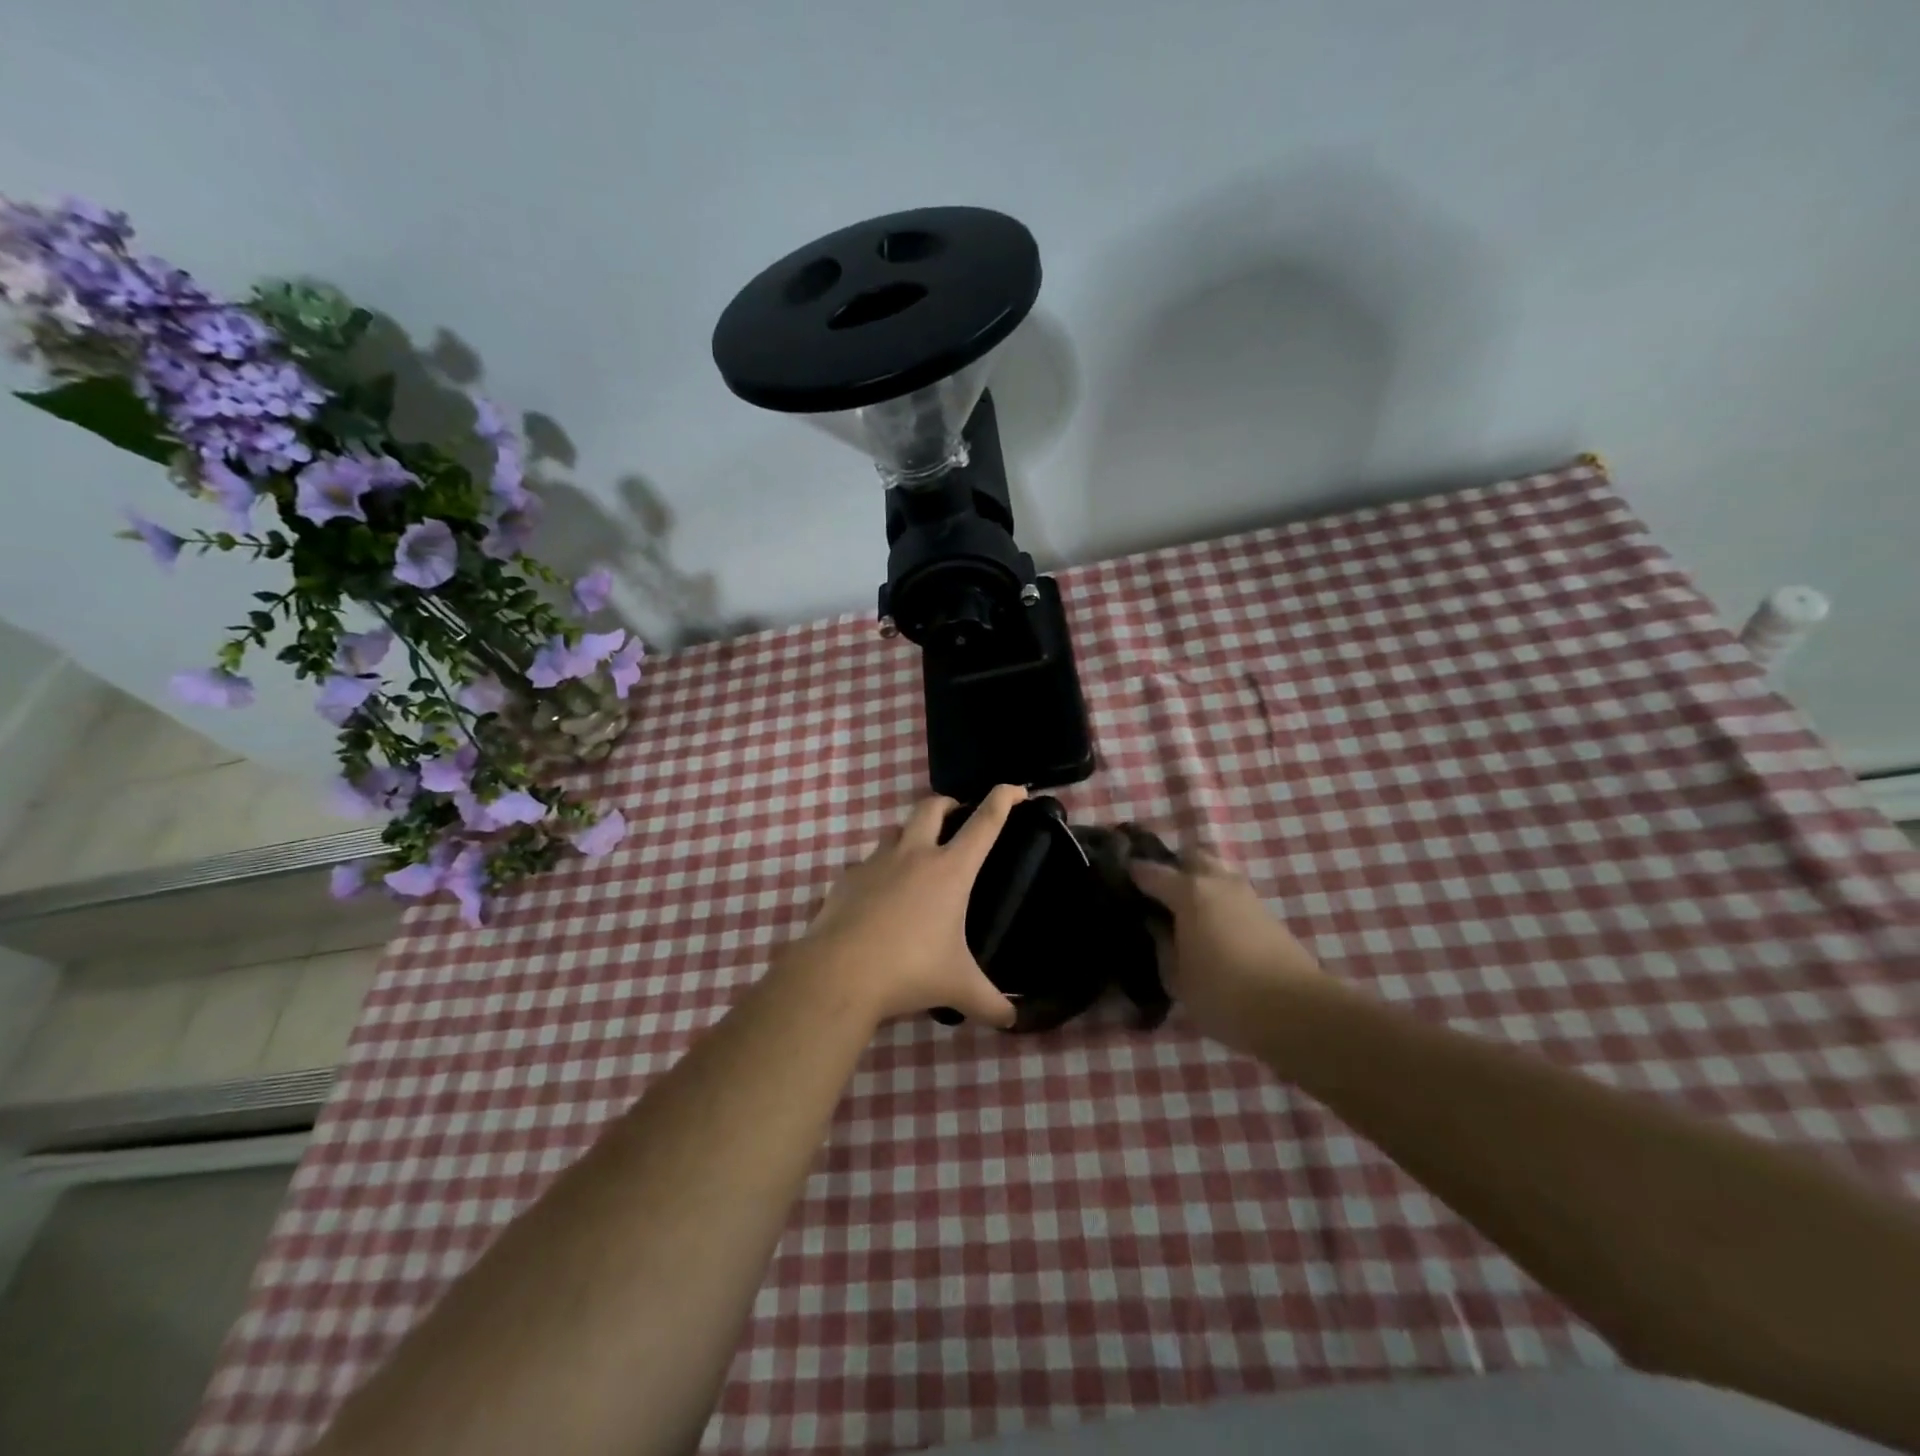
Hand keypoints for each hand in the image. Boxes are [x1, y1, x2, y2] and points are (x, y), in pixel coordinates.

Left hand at [783, 785, 1025, 1028]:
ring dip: (911, 835)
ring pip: (896, 830)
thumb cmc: (910, 970)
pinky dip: (880, 871)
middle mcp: (913, 855)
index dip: (1003, 799)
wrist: (839, 972)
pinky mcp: (846, 879)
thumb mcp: (958, 988)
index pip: (984, 823)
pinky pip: (867, 865)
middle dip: (948, 804)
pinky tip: (880, 898)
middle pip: (932, 806)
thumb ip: (990, 1003)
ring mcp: (875, 863)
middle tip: (957, 817)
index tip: (1015, 789)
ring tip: (918, 860)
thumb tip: (1012, 1021)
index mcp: (950, 870)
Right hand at [1130, 850, 1326, 1051]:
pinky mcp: (1269, 916)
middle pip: (1192, 857)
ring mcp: (1248, 897)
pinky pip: (1233, 896)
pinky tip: (1210, 927)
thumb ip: (1162, 946)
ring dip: (1200, 884)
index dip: (1133, 873)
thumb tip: (1156, 927)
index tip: (1117, 878)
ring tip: (1184, 912)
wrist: (1297, 1012)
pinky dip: (1218, 902)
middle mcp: (1219, 883)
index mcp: (1190, 892)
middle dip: (1173, 868)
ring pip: (1217, 874)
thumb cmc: (1224, 994)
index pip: (1152, 872)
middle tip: (1157, 893)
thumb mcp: (1177, 978)